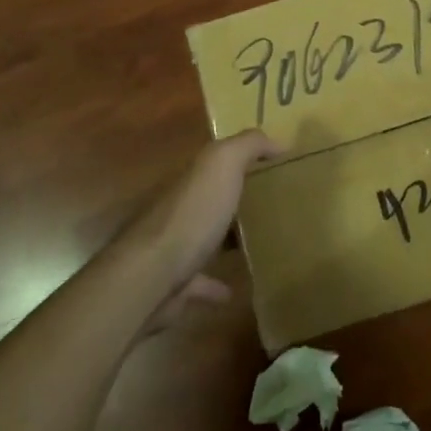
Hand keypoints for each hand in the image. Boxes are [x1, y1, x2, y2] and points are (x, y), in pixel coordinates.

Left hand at [141, 129, 280, 286]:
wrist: (151, 274)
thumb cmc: (192, 213)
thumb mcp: (223, 164)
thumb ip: (249, 145)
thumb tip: (278, 141)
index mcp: (190, 177)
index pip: (214, 160)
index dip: (240, 158)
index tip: (273, 163)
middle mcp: (178, 207)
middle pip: (209, 198)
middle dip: (232, 197)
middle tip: (271, 202)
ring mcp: (173, 247)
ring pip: (203, 238)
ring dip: (224, 239)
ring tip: (257, 242)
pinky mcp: (174, 284)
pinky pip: (200, 283)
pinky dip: (216, 286)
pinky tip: (236, 290)